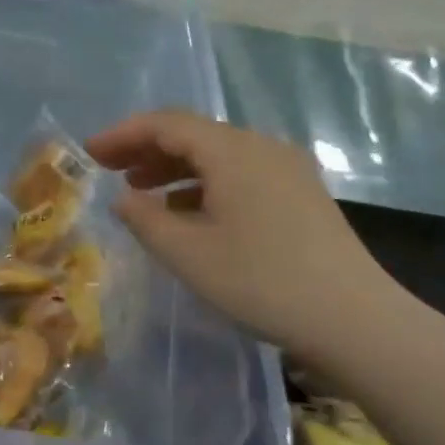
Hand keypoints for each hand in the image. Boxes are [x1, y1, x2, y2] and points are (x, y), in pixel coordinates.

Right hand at [85, 111, 403, 365]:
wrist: (355, 321)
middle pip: (193, 134)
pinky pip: (240, 174)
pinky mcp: (300, 195)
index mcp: (233, 151)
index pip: (166, 124)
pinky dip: (204, 185)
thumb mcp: (187, 254)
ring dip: (174, 168)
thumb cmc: (261, 282)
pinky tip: (187, 213)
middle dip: (146, 148)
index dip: (123, 134)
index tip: (89, 152)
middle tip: (108, 168)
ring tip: (140, 190)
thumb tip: (124, 199)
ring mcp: (286, 170)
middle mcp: (261, 147)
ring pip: (217, 155)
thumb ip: (144, 219)